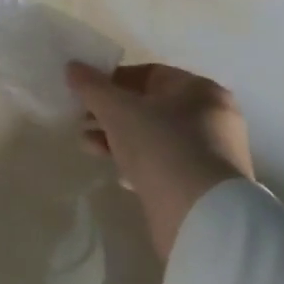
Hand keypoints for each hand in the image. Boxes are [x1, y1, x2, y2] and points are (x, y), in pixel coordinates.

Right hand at [67, 62, 253, 260]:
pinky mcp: (199, 184)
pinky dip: (136, 162)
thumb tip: (72, 66)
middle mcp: (211, 117)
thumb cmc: (161, 147)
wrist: (200, 216)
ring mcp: (208, 153)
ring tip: (88, 146)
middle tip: (81, 121)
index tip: (85, 94)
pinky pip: (161, 163)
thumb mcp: (118, 110)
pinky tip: (115, 173)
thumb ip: (93, 87)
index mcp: (200, 91)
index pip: (149, 74)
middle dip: (110, 113)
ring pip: (152, 136)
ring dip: (117, 138)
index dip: (113, 80)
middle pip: (149, 106)